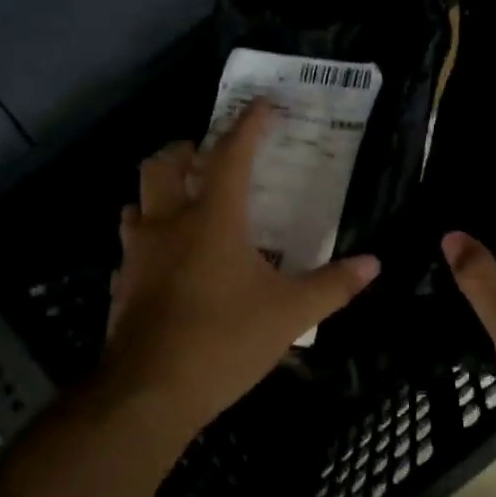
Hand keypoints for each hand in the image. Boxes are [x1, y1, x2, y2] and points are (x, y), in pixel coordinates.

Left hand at [101, 100, 379, 444]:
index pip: (232, 155)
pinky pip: (132, 246)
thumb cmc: (224, 340)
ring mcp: (138, 254)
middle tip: (208, 155)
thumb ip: (333, 285)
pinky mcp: (122, 285)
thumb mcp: (290, 314)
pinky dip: (149, 239)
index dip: (249, 124)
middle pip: (162, 164)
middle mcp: (169, 224)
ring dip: (159, 192)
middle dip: (185, 149)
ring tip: (185, 203)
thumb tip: (374, 264)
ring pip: (137, 202)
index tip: (263, 103)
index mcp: (213, 219)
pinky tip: (168, 261)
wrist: (148, 394)